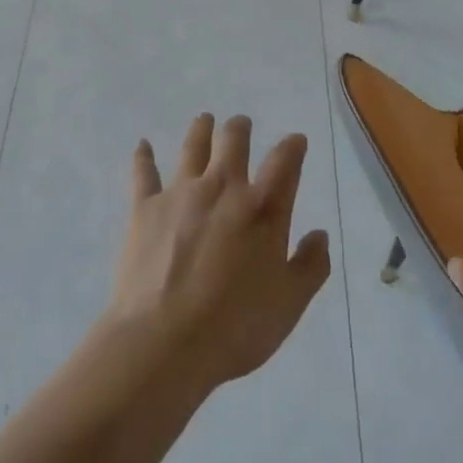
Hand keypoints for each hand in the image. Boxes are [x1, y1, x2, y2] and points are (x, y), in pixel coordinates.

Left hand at [106, 114, 330, 395]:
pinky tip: (142, 145)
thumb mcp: (289, 304)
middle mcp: (223, 188)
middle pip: (234, 141)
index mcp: (262, 208)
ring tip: (205, 120)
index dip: (293, 146)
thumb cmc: (235, 327)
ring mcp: (181, 193)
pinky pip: (144, 173)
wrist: (163, 343)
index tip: (296, 140)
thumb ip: (311, 266)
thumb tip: (319, 234)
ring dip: (201, 130)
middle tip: (242, 125)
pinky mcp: (145, 208)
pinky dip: (143, 157)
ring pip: (193, 147)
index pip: (285, 161)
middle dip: (240, 128)